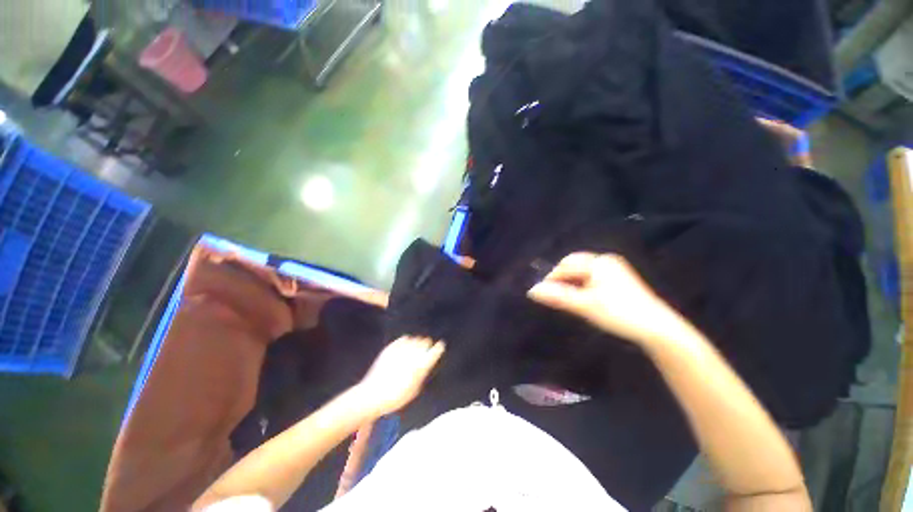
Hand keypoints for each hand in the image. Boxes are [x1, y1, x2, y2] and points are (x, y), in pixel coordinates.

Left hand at [354, 337, 444, 417]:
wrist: (372, 395)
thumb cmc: (396, 397)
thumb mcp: (414, 390)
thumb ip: (422, 374)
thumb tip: (426, 364)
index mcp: (420, 366)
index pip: (434, 352)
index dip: (438, 348)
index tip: (440, 346)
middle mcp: (412, 355)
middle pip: (425, 342)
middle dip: (427, 344)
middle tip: (427, 348)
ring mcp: (400, 350)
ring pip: (415, 338)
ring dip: (417, 342)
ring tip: (416, 347)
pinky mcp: (390, 348)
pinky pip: (403, 338)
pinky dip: (406, 340)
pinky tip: (405, 345)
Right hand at [528, 253, 688, 347]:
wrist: (657, 329)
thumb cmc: (619, 313)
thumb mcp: (585, 305)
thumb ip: (558, 296)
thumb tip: (532, 291)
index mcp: (599, 262)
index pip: (566, 265)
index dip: (552, 278)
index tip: (543, 294)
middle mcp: (606, 261)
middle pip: (574, 266)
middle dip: (562, 279)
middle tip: (556, 297)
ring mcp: (614, 270)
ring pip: (582, 273)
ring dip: (572, 283)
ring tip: (568, 300)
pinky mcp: (619, 280)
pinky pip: (592, 278)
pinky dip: (583, 287)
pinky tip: (583, 299)